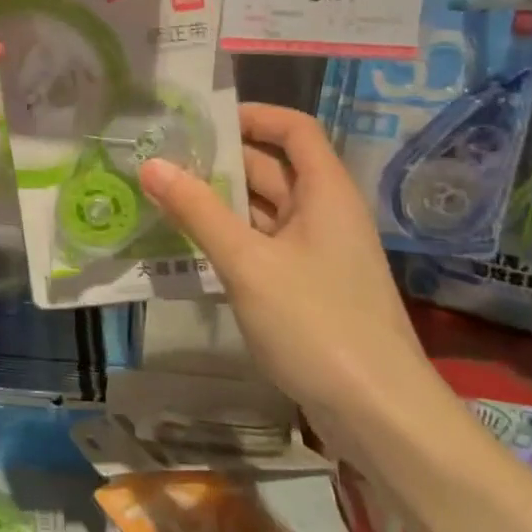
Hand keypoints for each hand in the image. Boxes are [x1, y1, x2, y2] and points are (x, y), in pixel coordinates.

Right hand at [138, 104, 432, 449]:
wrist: (380, 415)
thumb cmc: (317, 323)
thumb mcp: (249, 263)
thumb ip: (198, 211)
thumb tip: (151, 164)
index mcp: (325, 192)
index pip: (294, 129)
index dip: (253, 116)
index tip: (202, 121)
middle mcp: (325, 214)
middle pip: (273, 169)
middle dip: (221, 162)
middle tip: (162, 160)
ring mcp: (318, 254)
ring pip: (263, 212)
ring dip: (219, 204)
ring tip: (163, 198)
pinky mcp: (308, 289)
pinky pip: (263, 247)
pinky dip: (230, 240)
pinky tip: (189, 247)